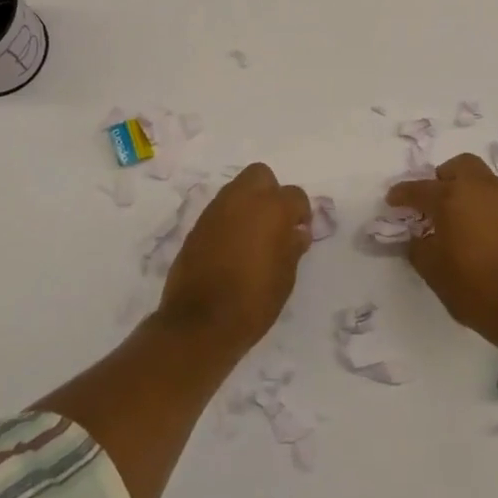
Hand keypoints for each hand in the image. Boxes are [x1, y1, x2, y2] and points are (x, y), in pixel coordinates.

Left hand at [158, 163, 311, 351]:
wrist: (199, 322)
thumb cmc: (253, 301)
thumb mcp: (285, 277)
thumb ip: (292, 247)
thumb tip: (296, 232)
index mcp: (272, 208)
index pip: (295, 195)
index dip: (300, 213)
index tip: (298, 233)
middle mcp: (243, 199)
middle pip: (261, 175)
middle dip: (271, 192)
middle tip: (275, 223)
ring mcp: (216, 209)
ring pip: (237, 189)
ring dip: (248, 204)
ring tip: (253, 236)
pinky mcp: (197, 224)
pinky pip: (220, 210)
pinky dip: (229, 219)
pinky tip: (232, 247)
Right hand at [388, 153, 497, 351]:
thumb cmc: (476, 289)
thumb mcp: (434, 272)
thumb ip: (419, 248)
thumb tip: (418, 237)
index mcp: (451, 198)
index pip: (419, 189)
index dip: (402, 194)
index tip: (392, 200)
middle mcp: (479, 190)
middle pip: (459, 166)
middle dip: (442, 178)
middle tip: (434, 201)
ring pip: (482, 180)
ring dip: (466, 191)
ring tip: (458, 219)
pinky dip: (484, 207)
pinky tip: (480, 233)